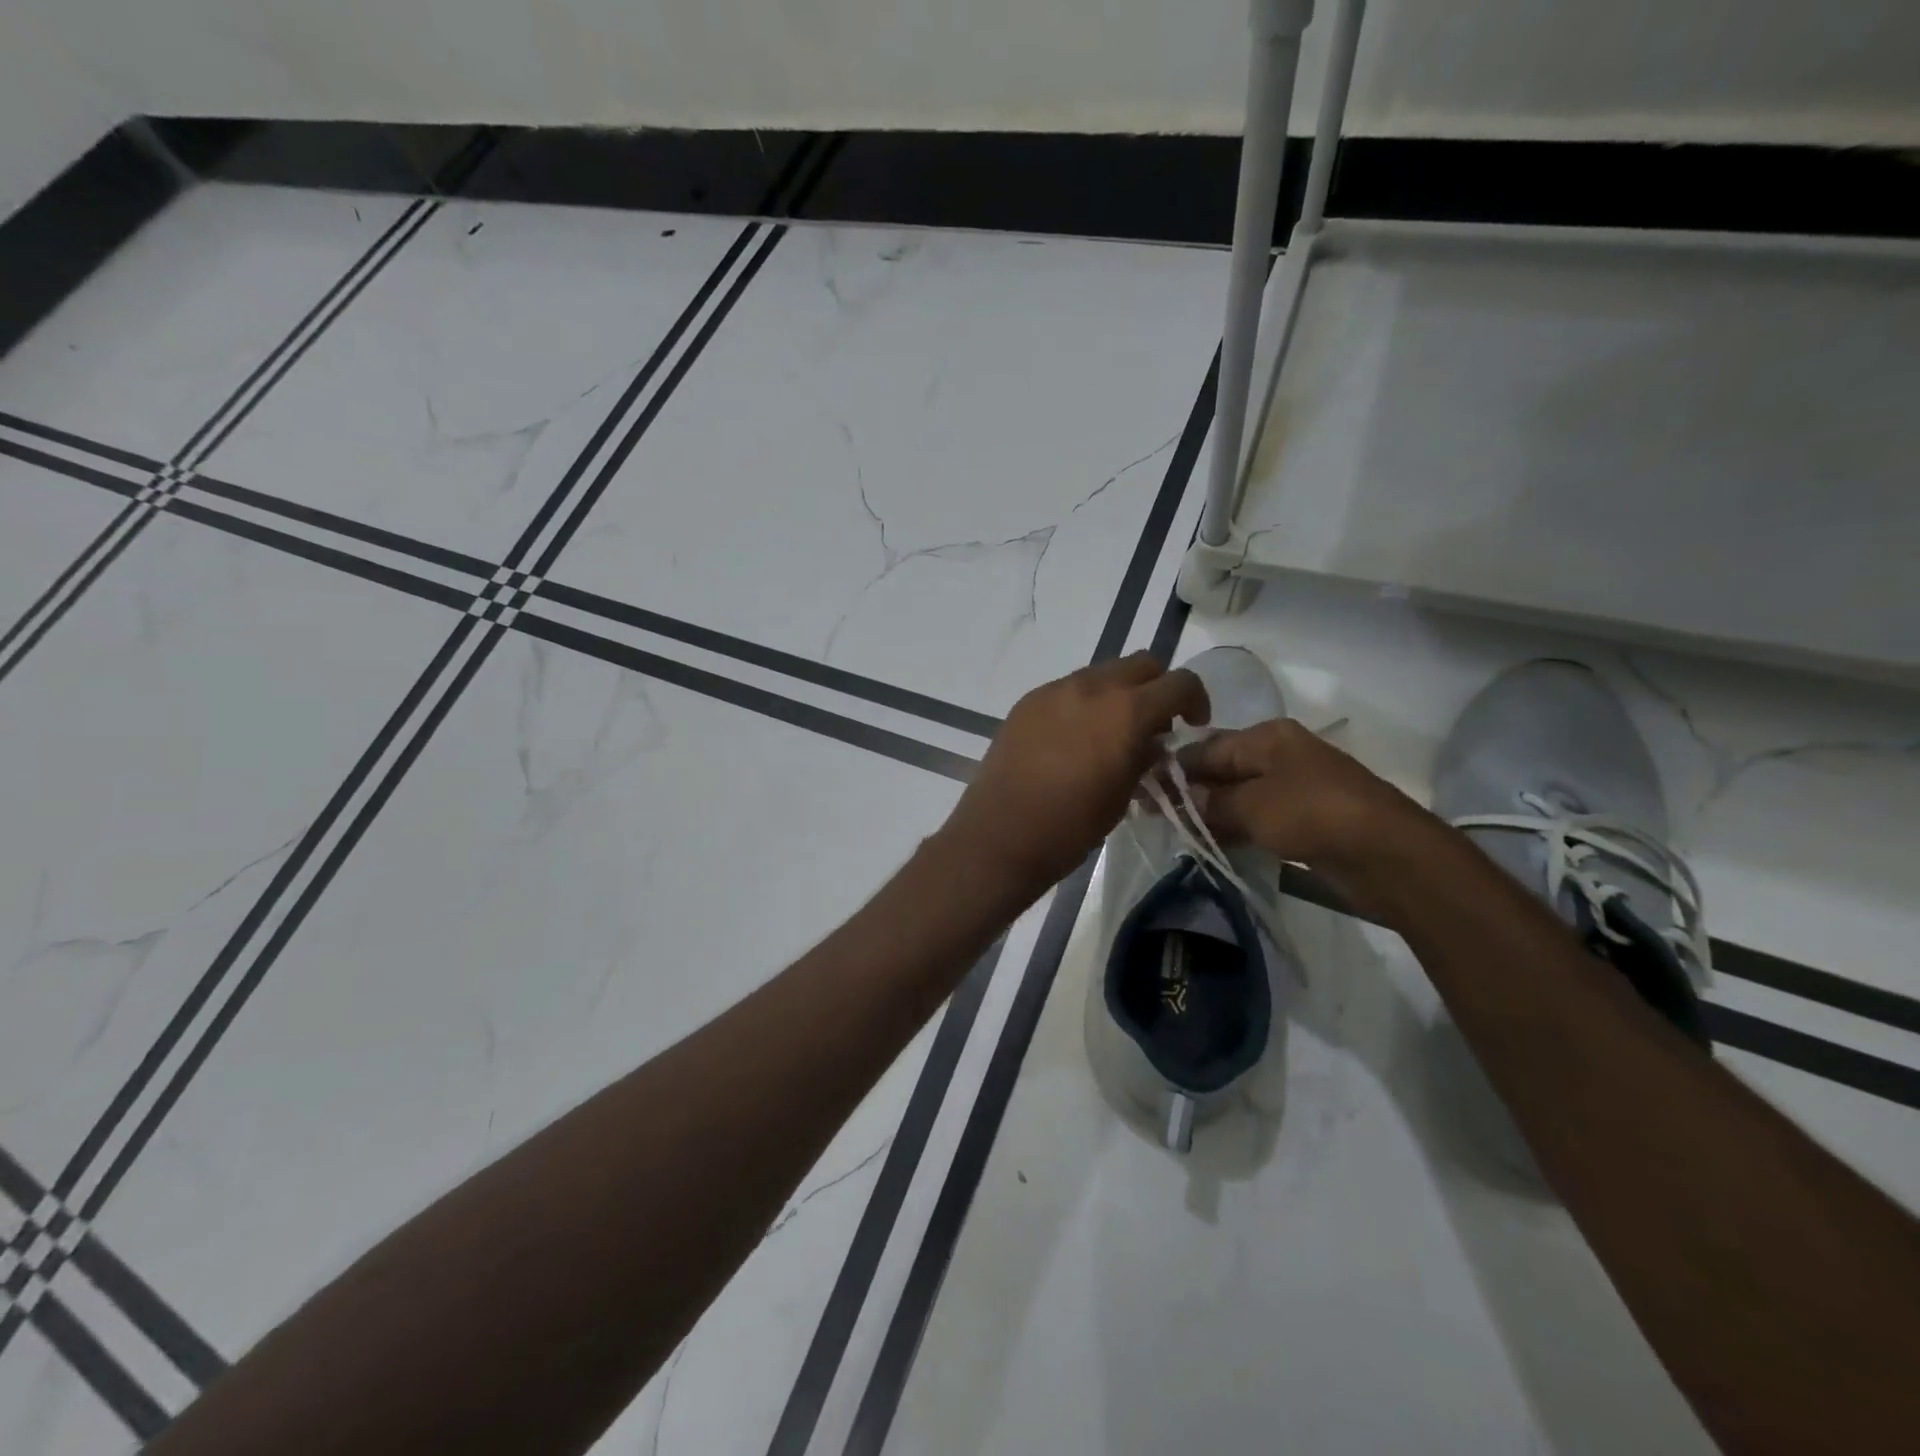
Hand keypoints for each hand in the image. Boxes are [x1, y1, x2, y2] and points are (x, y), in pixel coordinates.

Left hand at [939, 653, 1209, 902]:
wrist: (1001, 835)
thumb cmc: (1070, 826)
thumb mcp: (1124, 796)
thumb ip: (1144, 758)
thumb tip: (1152, 743)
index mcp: (1127, 711)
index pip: (1180, 682)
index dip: (1195, 701)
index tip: (1191, 726)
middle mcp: (1092, 687)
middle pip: (1141, 664)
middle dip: (1156, 688)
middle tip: (1153, 726)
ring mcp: (1055, 690)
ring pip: (1102, 673)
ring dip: (1118, 694)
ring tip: (1110, 734)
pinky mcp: (1028, 702)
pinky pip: (1068, 689)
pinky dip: (1083, 703)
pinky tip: (1073, 740)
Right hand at [1178, 719, 1440, 911]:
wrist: (1387, 854)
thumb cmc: (1313, 814)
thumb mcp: (1252, 806)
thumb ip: (1210, 803)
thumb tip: (1179, 800)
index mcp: (1267, 737)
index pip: (1206, 748)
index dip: (1173, 768)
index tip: (1142, 789)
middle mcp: (1279, 755)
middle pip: (1221, 770)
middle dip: (1189, 791)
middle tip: (1153, 814)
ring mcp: (1293, 788)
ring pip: (1237, 796)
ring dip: (1209, 813)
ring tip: (1174, 830)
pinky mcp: (1303, 819)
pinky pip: (1256, 818)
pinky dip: (1233, 828)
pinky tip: (1210, 843)